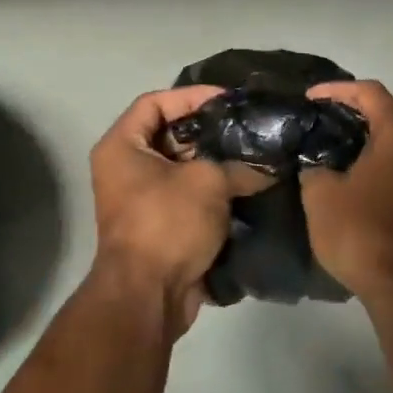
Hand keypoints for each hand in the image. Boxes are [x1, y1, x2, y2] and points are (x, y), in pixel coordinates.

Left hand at [89, 86, 267, 336]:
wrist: (148, 296)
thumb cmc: (167, 223)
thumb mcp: (208, 183)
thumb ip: (240, 166)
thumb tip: (270, 167)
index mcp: (122, 146)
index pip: (155, 102)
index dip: (192, 96)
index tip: (229, 100)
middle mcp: (126, 168)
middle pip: (170, 135)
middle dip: (210, 131)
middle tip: (249, 127)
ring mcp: (142, 199)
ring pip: (184, 168)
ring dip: (217, 163)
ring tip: (256, 155)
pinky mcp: (161, 226)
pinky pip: (189, 197)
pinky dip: (215, 192)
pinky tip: (250, 186)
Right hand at [300, 80, 392, 304]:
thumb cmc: (361, 230)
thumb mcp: (321, 195)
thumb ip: (315, 168)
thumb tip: (317, 166)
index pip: (370, 93)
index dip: (337, 90)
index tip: (309, 98)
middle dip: (359, 107)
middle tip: (325, 115)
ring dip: (373, 133)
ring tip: (338, 140)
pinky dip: (383, 154)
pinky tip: (357, 169)